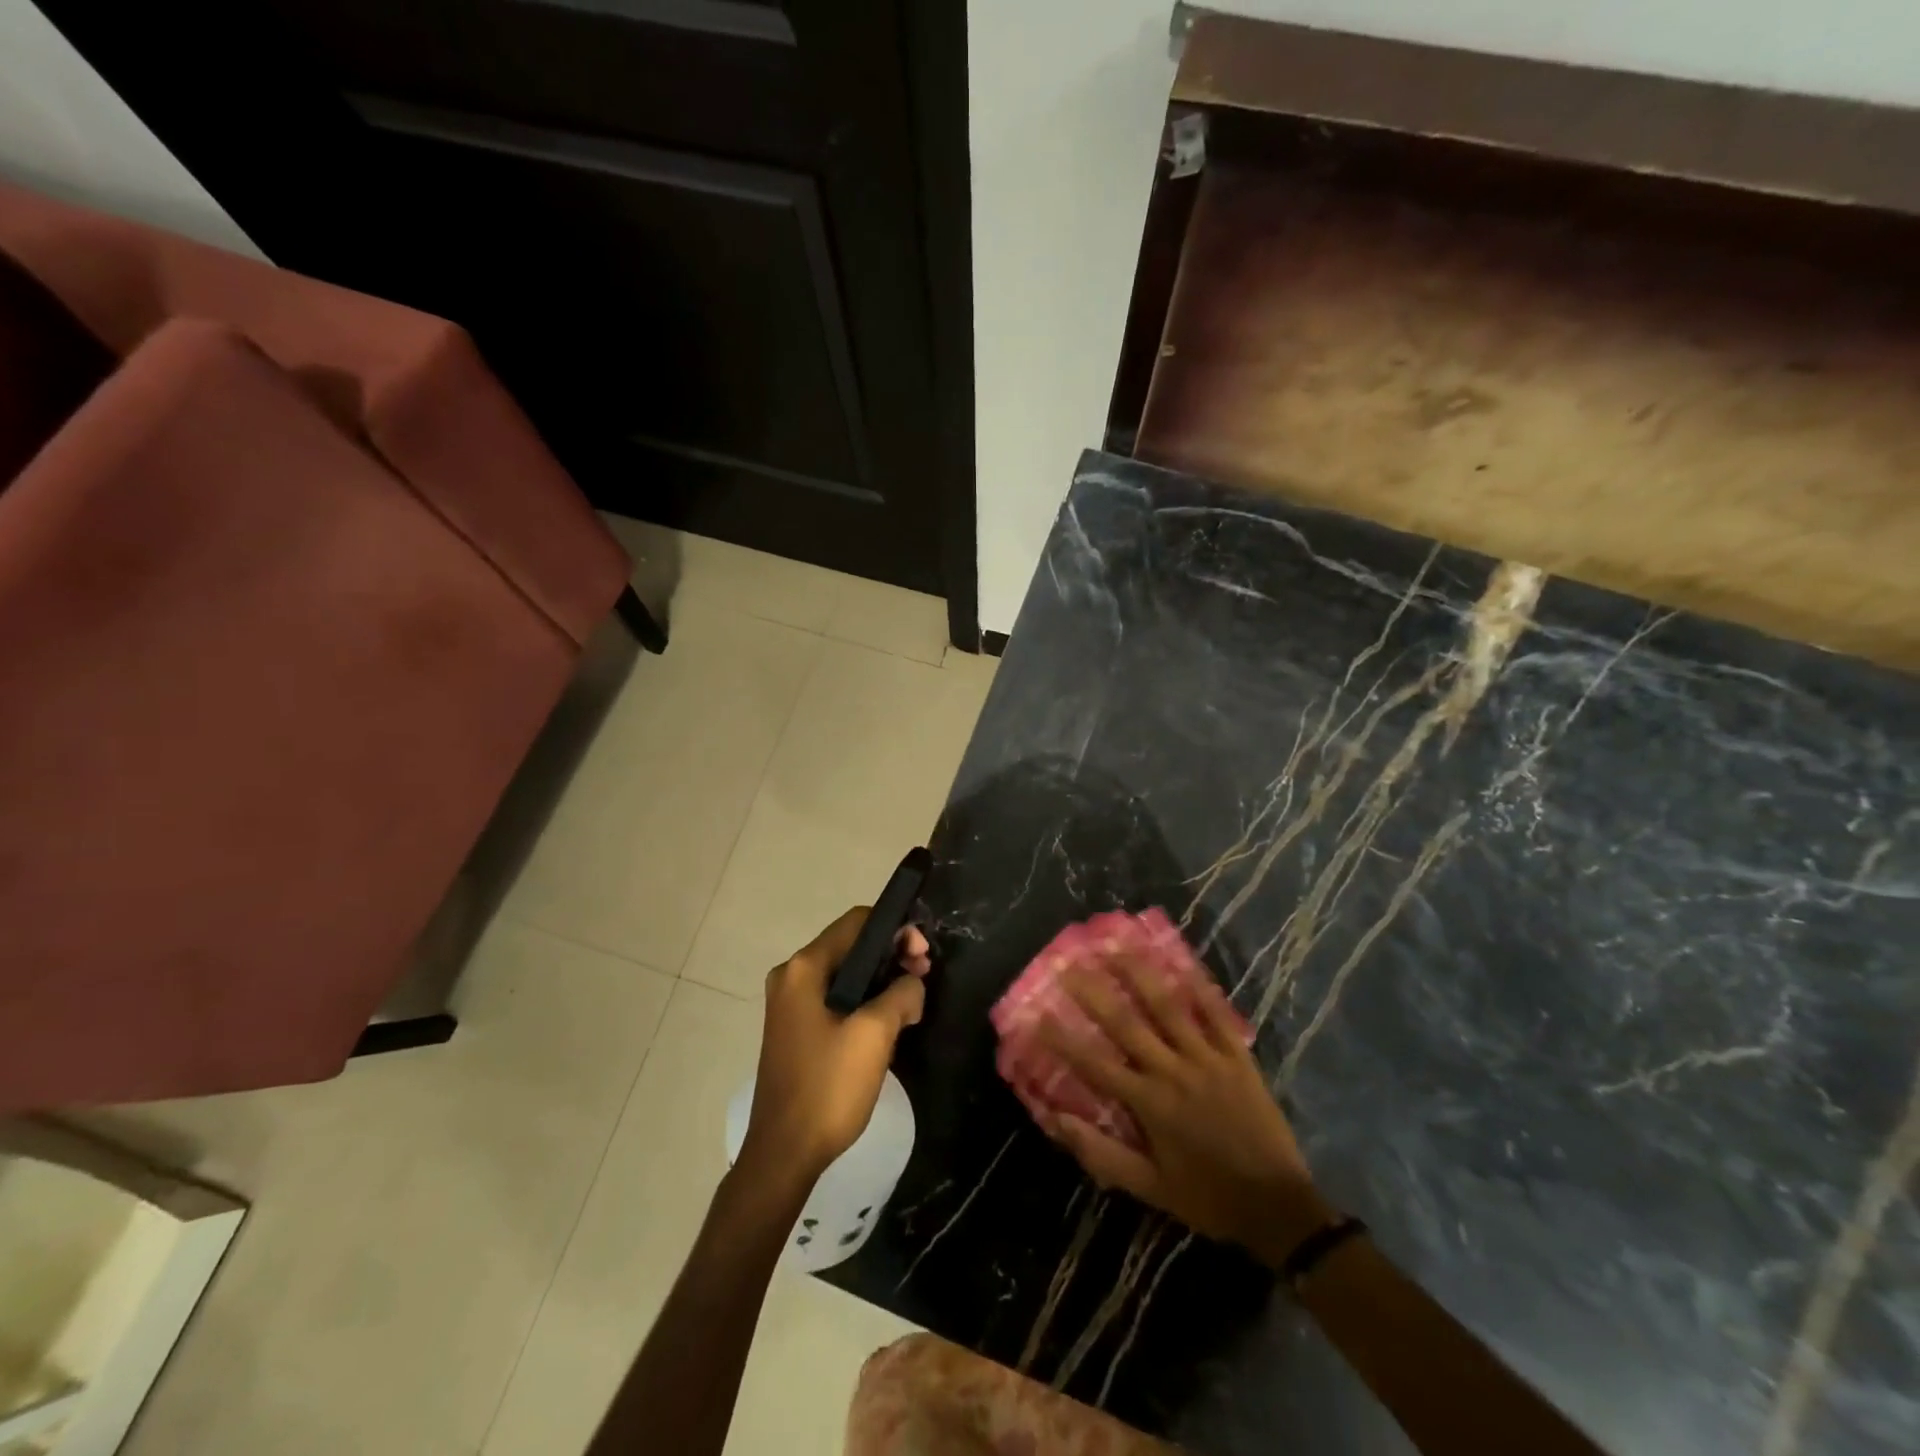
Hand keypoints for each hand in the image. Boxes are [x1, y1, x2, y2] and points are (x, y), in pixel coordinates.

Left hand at [739, 908, 931, 1190]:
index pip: (856, 922)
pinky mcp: (797, 1028)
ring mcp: (791, 1004)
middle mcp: (792, 976)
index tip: (923, 954)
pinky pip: (837, 998)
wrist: (784, 1153)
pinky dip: (865, 1000)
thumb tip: (912, 984)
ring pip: (847, 974)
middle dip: (892, 955)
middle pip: (852, 946)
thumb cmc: (828, 1086)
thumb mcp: (875, 1034)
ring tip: (914, 1000)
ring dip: (882, 980)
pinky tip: (890, 1020)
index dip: (895, 929)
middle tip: (924, 976)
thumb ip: (901, 994)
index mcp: (804, 968)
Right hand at [1036, 955, 1334, 1267]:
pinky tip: (1183, 962)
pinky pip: (1217, 1014)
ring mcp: (1208, 1058)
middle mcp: (1174, 1070)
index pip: (1096, 1064)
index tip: (1037, 1015)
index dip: (1064, 1040)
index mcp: (1150, 1103)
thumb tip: (1058, 1121)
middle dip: (1094, 992)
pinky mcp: (1238, 1056)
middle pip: (1127, 1023)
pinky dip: (1200, 986)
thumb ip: (1103, 1155)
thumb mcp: (1151, 1189)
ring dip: (1140, 975)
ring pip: (1169, 1007)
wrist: (1278, 1207)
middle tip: (1069, 963)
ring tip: (1118, 946)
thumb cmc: (1208, 1196)